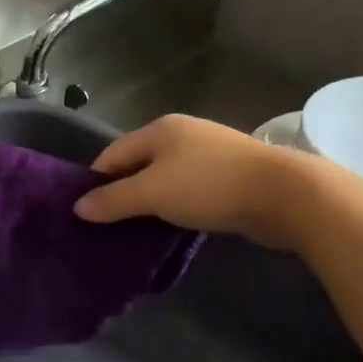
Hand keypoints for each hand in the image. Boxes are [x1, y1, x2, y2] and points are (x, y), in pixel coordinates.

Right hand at [72, 113, 322, 249]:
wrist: (284, 194)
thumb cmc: (208, 186)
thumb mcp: (152, 193)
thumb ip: (112, 200)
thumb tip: (78, 207)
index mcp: (159, 130)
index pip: (112, 154)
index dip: (95, 182)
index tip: (85, 213)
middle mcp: (182, 135)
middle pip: (138, 165)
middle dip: (121, 193)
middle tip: (107, 226)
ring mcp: (208, 154)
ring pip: (164, 179)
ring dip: (149, 203)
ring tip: (136, 231)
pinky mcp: (229, 177)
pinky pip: (188, 191)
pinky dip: (175, 207)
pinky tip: (172, 226)